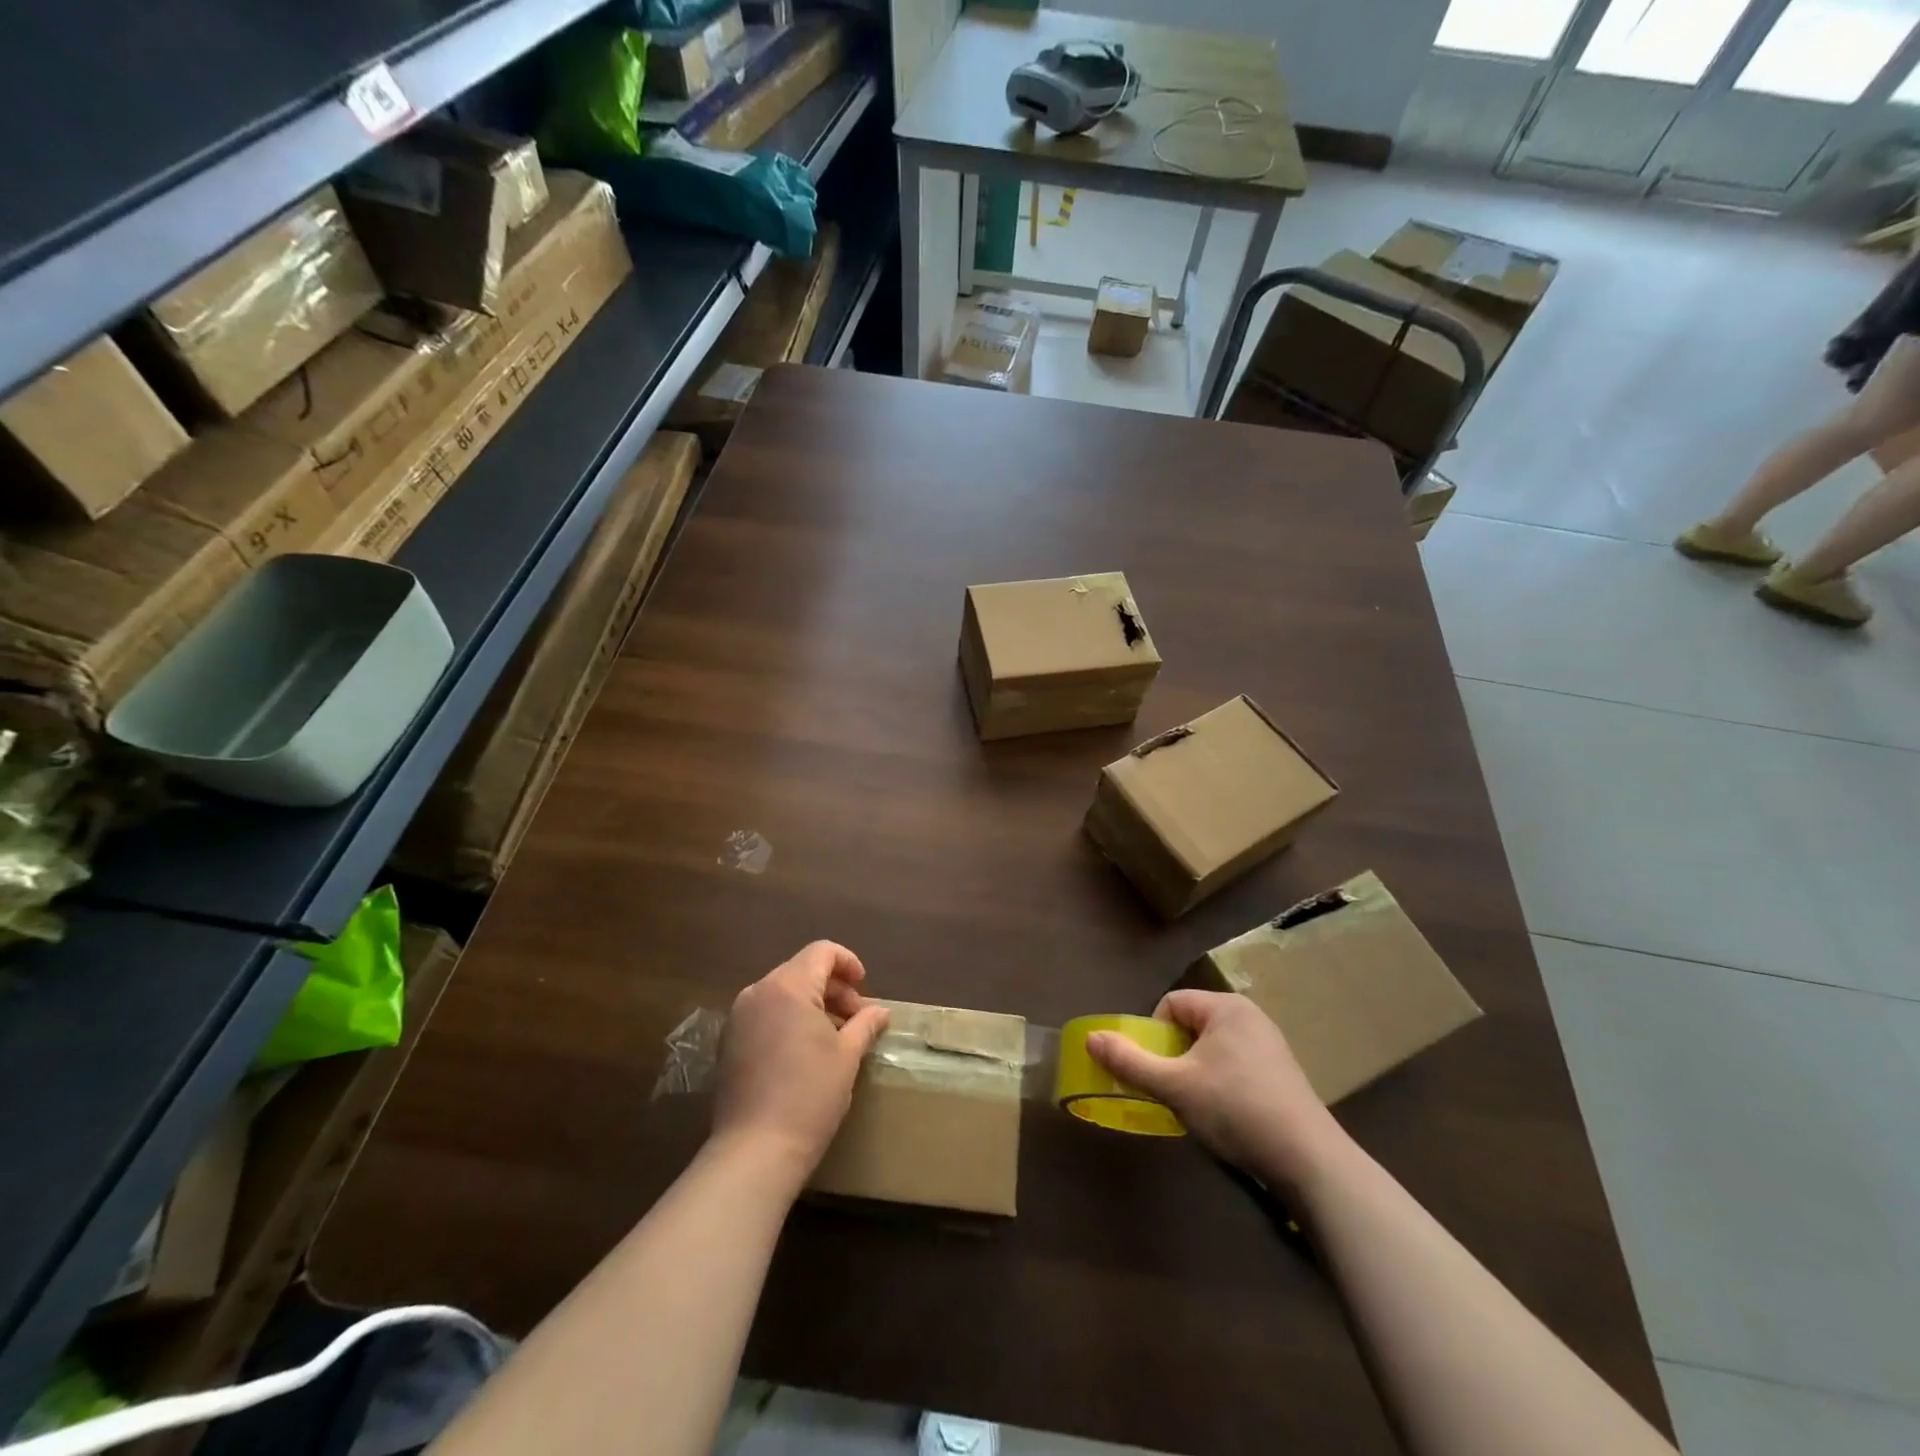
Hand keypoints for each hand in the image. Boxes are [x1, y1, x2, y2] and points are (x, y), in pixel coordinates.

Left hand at [711, 941, 889, 1186]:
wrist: (754, 1151)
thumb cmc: (809, 1095)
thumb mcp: (847, 1056)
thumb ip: (865, 1024)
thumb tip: (880, 1012)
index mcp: (787, 987)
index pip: (821, 952)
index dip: (848, 962)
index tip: (864, 988)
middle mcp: (757, 992)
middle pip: (801, 971)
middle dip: (833, 988)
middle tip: (857, 1019)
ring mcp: (738, 1018)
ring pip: (782, 993)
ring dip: (812, 1005)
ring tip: (835, 1037)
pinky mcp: (728, 1043)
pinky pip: (765, 1015)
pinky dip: (789, 1020)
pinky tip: (805, 1052)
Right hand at [1086, 990, 1346, 1189]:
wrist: (1309, 1161)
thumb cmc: (1236, 1110)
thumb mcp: (1175, 1086)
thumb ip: (1130, 1062)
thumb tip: (1091, 1038)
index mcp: (1226, 1007)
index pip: (1171, 1004)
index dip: (1153, 1035)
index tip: (1155, 1071)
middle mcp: (1250, 1017)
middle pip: (1190, 1026)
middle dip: (1173, 1057)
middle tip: (1171, 1091)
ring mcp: (1270, 1045)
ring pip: (1211, 1049)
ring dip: (1194, 1074)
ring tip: (1197, 1107)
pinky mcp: (1282, 1074)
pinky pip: (1235, 1066)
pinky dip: (1220, 1085)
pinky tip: (1225, 1117)